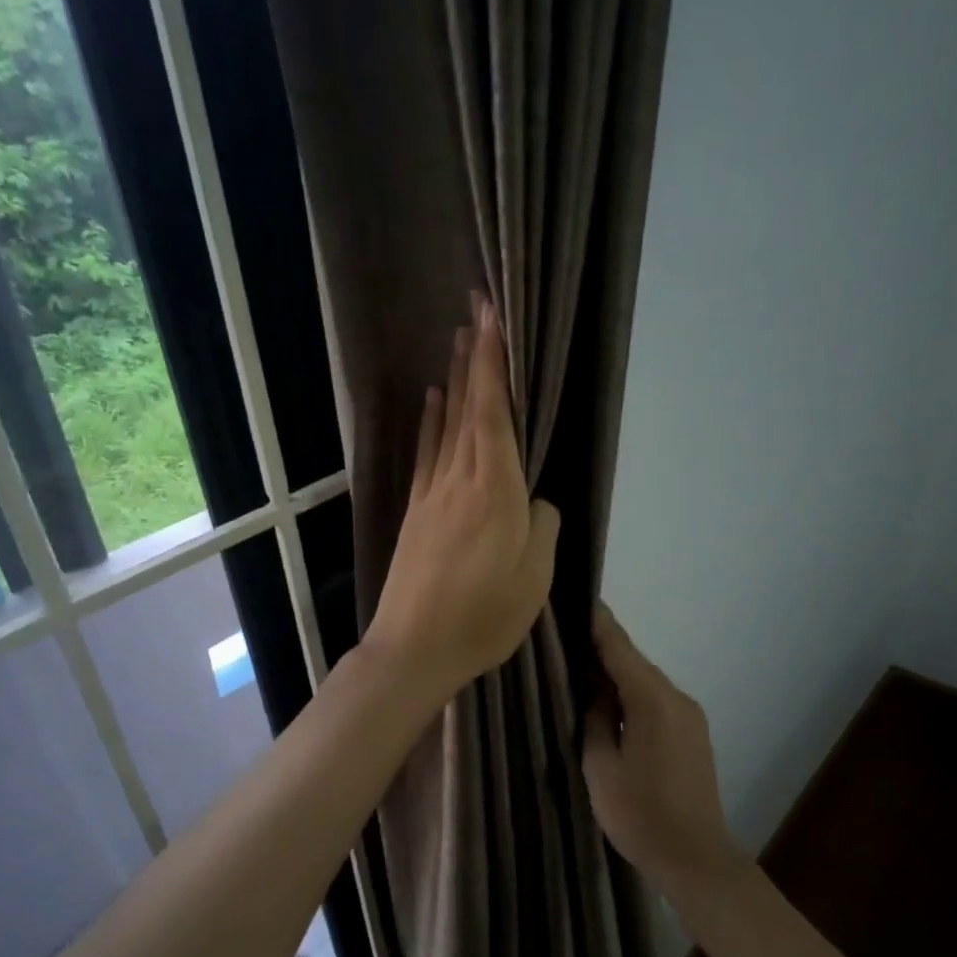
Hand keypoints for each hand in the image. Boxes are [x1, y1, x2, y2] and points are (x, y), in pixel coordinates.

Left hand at [361, 293, 559, 704]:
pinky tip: (431, 401)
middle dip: (474, 355)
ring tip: (457, 341)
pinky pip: (427, 454)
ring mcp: (433, 494)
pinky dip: (430, 422)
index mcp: (496, 490)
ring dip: (454, 380)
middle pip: (468, 407)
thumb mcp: (535, 577)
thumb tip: (533, 502)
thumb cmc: (484, 615)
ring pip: (447, 424)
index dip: (492, 363)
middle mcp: (461, 479)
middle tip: (475, 309)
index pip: (494, 412)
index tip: (491, 318)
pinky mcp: (417, 512)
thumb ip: (542, 526)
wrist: (414, 647)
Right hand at [584, 604, 746, 899]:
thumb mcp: (601, 766)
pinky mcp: (693, 734)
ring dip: (617, 676)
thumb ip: (596, 719)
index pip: (620, 649)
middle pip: (634, 663)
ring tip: (583, 672)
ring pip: (646, 683)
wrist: (695, 858)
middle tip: (568, 640)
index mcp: (653, 700)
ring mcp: (690, 716)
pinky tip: (611, 705)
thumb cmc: (640, 814)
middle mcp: (676, 698)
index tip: (579, 599)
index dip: (598, 623)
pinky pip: (657, 702)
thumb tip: (597, 693)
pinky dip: (633, 696)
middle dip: (603, 651)